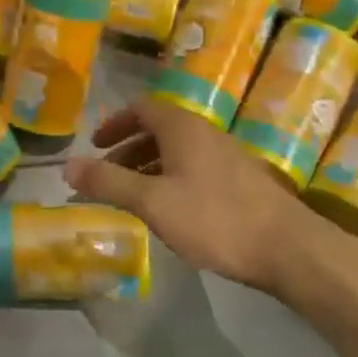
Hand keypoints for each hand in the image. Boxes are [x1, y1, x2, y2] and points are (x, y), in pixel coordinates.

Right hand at [64, 97, 331, 291]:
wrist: (290, 248)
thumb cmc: (214, 218)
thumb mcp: (152, 201)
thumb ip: (108, 182)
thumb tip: (67, 166)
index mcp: (181, 127)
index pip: (140, 108)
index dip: (114, 124)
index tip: (95, 146)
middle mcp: (204, 131)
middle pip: (158, 129)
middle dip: (128, 150)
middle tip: (107, 176)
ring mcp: (227, 155)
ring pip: (178, 151)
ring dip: (149, 167)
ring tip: (133, 196)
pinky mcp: (242, 180)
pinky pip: (195, 168)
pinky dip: (172, 179)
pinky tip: (171, 211)